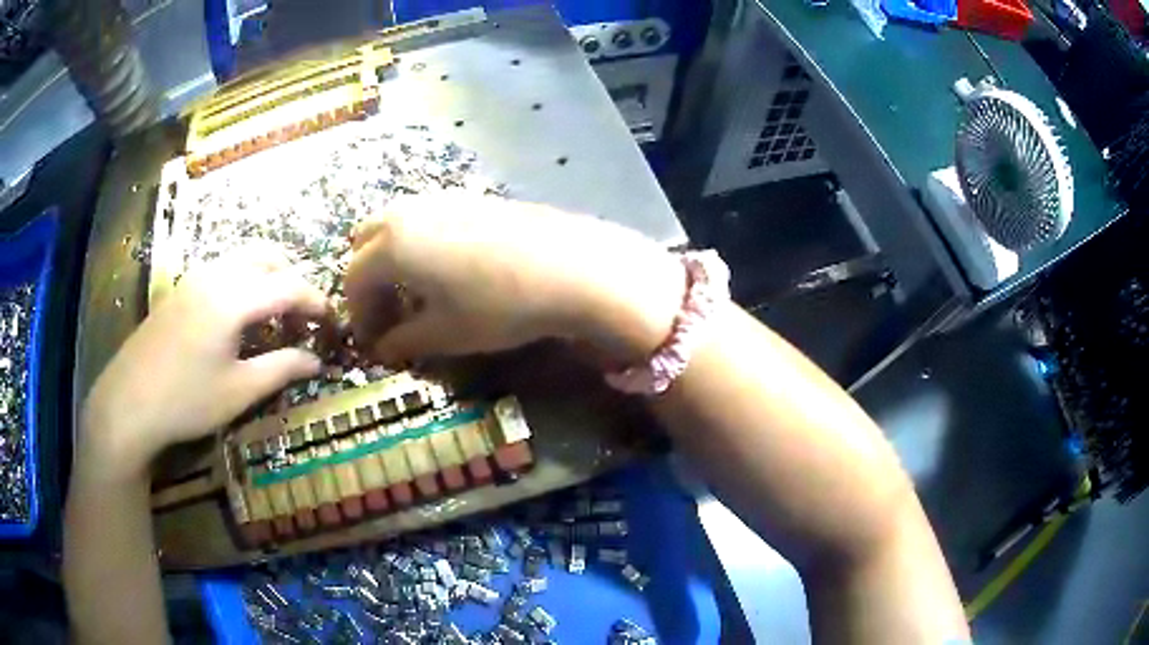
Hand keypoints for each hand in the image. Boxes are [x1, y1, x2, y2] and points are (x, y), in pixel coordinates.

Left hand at [81, 252, 327, 477]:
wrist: (128, 401)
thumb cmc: (186, 400)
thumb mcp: (239, 391)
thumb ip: (282, 369)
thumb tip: (317, 360)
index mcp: (234, 297)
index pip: (289, 286)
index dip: (317, 302)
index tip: (333, 323)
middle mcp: (217, 274)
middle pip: (268, 257)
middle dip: (293, 280)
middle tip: (301, 319)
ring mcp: (195, 277)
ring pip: (244, 258)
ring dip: (267, 278)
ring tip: (273, 318)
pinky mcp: (181, 289)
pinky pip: (224, 269)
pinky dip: (244, 282)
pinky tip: (238, 319)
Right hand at [344, 194, 685, 365]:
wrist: (570, 266)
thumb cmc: (498, 305)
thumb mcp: (445, 333)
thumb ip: (403, 341)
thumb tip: (382, 349)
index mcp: (391, 244)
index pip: (353, 279)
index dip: (358, 314)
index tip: (373, 341)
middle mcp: (408, 212)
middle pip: (366, 243)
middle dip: (369, 279)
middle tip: (389, 313)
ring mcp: (441, 198)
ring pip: (396, 225)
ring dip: (393, 259)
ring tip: (418, 293)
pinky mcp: (471, 196)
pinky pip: (427, 218)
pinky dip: (420, 243)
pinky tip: (449, 270)